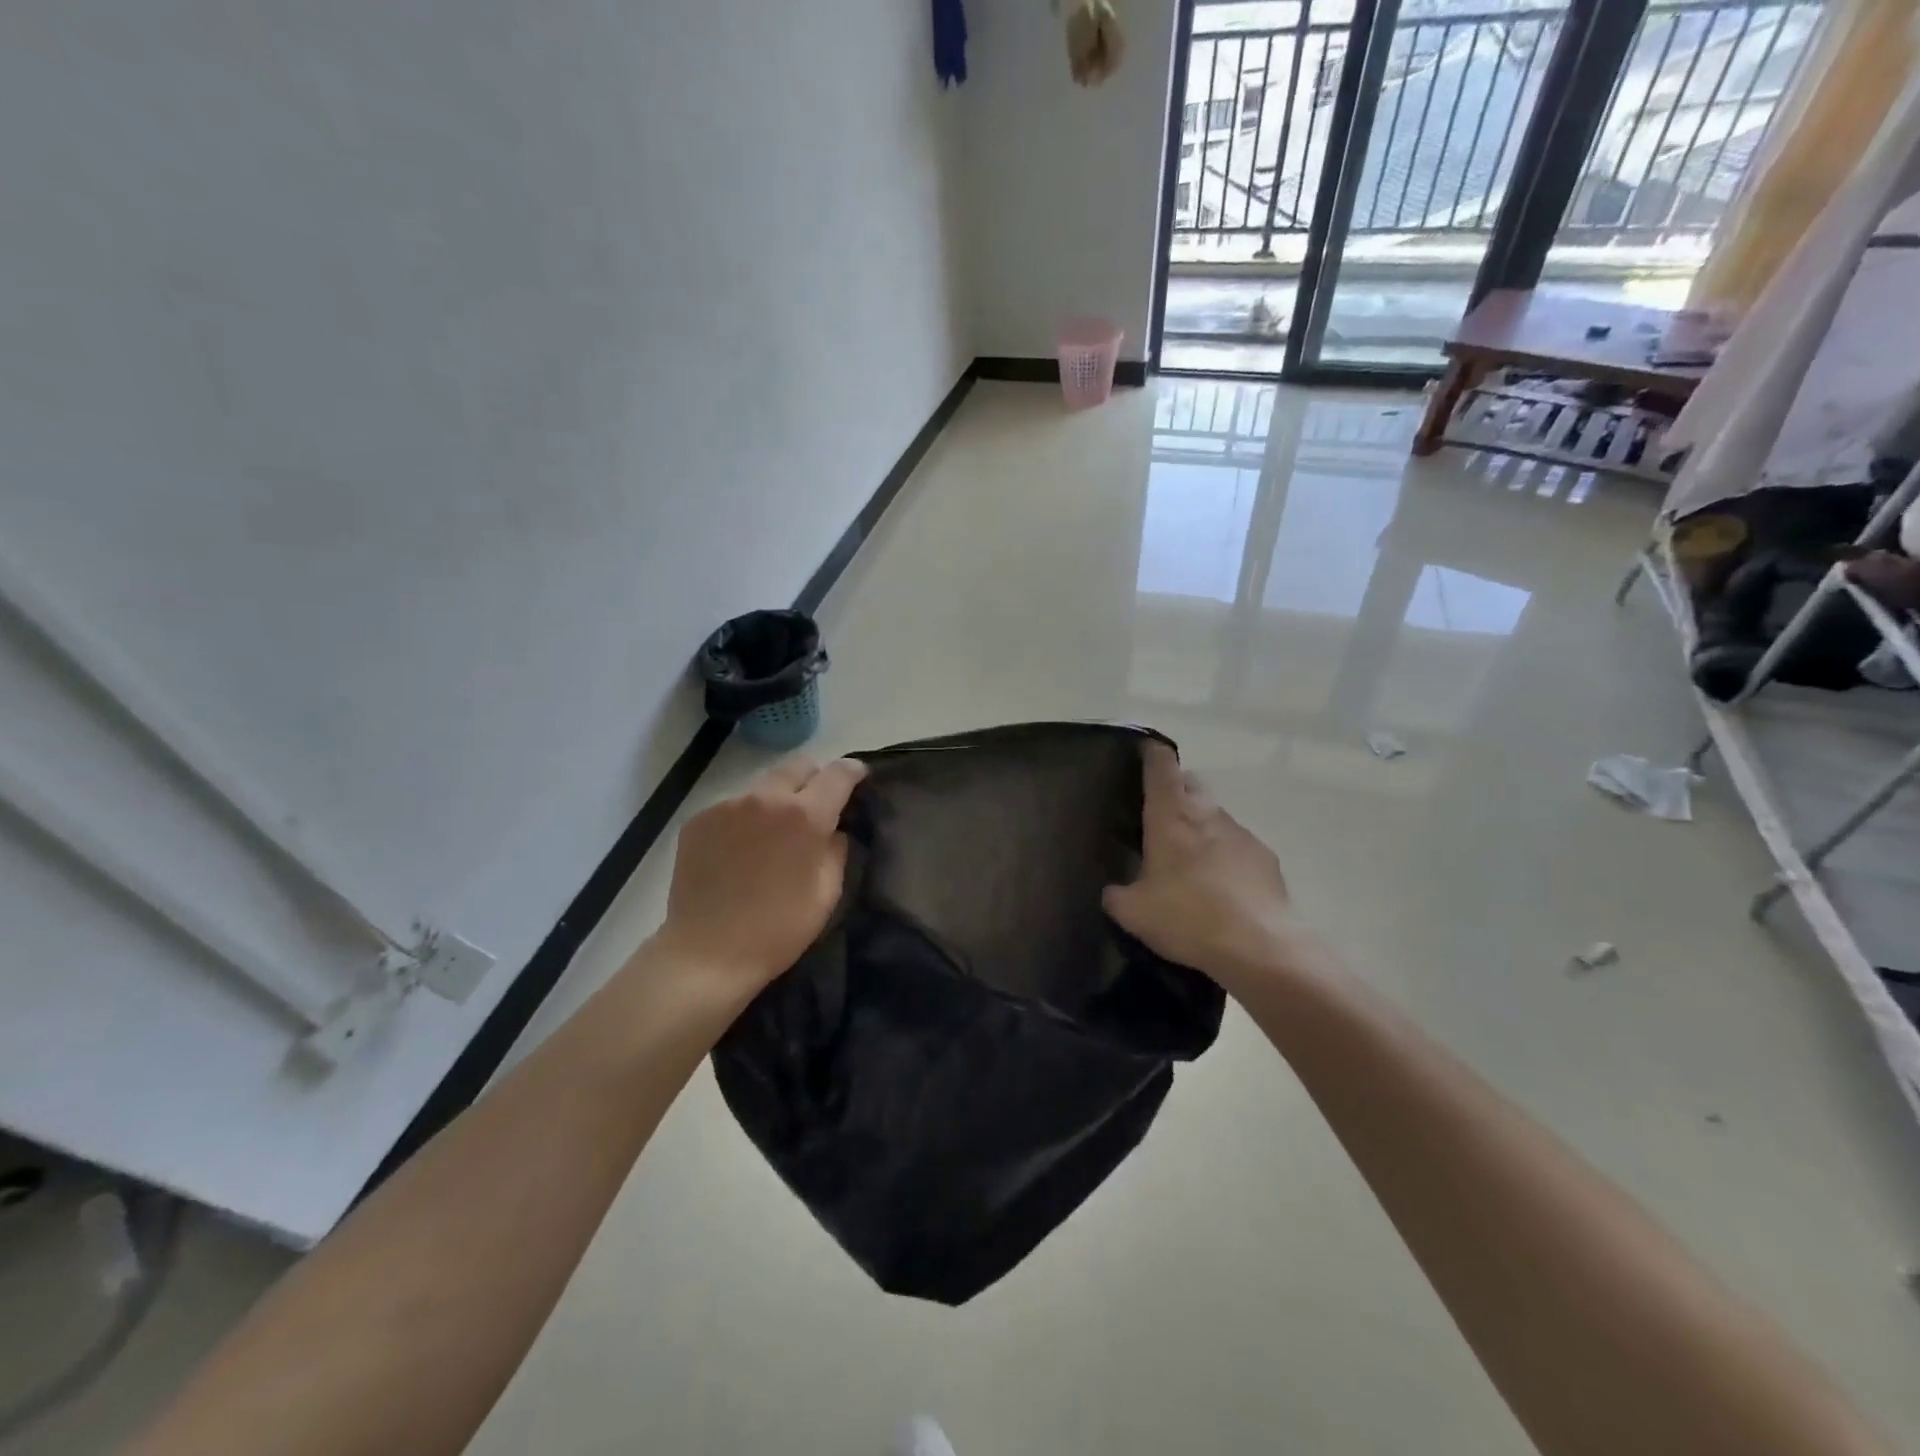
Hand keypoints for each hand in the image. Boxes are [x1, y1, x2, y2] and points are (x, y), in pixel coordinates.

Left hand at [654, 754, 866, 995]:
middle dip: (814, 779)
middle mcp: (765, 798)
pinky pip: (733, 805)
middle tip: (816, 807)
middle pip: (798, 766)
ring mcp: (727, 805)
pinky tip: (740, 850)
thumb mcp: (826, 894)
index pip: (838, 773)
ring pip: (764, 785)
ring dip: (777, 800)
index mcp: (805, 816)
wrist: (706, 954)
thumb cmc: (777, 930)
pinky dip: (744, 818)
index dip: (854, 771)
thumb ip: (836, 851)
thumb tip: (833, 832)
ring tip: (772, 835)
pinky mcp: (698, 819)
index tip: (859, 777)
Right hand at [1103, 742, 1299, 991]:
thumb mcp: (1133, 913)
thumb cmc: (1188, 918)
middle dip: (1175, 789)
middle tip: (1158, 814)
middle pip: (1191, 782)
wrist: (1260, 946)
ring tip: (1188, 859)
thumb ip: (1116, 895)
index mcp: (1170, 816)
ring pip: (1215, 814)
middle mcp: (1207, 813)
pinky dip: (1224, 854)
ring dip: (1200, 825)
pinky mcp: (1265, 857)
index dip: (1151, 753)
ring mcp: (1241, 833)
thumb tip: (1113, 891)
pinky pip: (1237, 844)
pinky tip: (1219, 886)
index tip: (1141, 752)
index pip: (1161, 765)